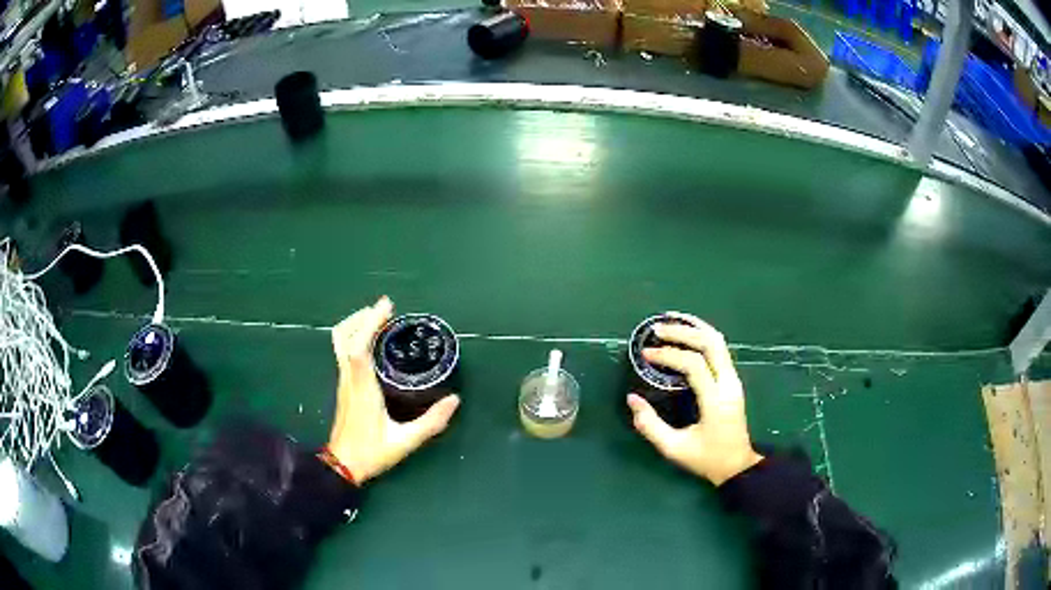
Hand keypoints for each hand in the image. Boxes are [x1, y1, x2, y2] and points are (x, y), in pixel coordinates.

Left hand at [327, 296, 459, 483]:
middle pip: (343, 336)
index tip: (387, 306)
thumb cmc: (371, 453)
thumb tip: (455, 400)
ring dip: (356, 324)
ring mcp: (343, 381)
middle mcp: (349, 379)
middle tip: (386, 310)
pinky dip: (356, 336)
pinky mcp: (343, 385)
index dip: (370, 323)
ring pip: (340, 341)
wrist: (343, 466)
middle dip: (362, 317)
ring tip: (380, 319)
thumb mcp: (405, 441)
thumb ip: (431, 422)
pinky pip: (344, 350)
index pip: (359, 348)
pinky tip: (373, 342)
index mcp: (363, 388)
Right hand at [626, 313, 762, 485]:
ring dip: (695, 327)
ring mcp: (734, 379)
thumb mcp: (674, 448)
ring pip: (719, 341)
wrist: (737, 466)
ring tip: (672, 320)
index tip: (646, 354)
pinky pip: (720, 349)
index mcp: (716, 401)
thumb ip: (650, 425)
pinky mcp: (733, 380)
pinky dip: (702, 335)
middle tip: (656, 329)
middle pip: (711, 343)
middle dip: (683, 331)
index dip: (669, 355)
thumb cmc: (706, 459)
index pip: (694, 364)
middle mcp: (729, 384)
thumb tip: (632, 399)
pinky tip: (687, 332)